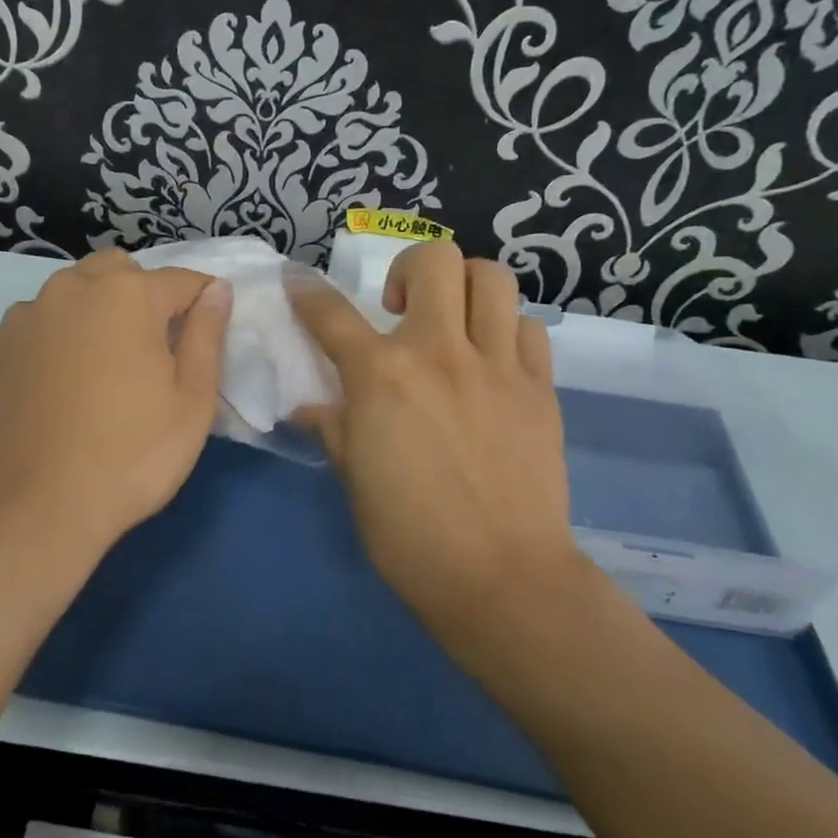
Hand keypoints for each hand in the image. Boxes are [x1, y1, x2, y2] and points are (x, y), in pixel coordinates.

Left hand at [0, 250, 230, 575]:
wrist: (28, 510)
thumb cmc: (128, 457)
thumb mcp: (191, 402)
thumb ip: (207, 335)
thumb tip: (216, 291)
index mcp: (126, 295)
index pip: (180, 280)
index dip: (201, 301)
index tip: (206, 330)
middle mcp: (70, 290)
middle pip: (117, 273)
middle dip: (141, 295)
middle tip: (149, 351)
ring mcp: (22, 318)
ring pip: (70, 295)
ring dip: (92, 314)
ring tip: (97, 372)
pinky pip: (35, 328)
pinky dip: (52, 342)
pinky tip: (54, 390)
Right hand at [287, 243, 581, 664]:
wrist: (501, 577)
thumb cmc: (409, 536)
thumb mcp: (354, 480)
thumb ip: (334, 429)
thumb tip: (311, 408)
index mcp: (381, 376)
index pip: (330, 314)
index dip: (306, 291)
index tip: (297, 281)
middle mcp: (439, 352)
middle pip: (435, 260)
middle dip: (410, 268)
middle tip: (402, 306)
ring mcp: (497, 365)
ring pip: (492, 278)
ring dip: (465, 288)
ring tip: (453, 323)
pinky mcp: (540, 388)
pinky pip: (529, 330)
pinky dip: (507, 332)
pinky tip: (493, 362)